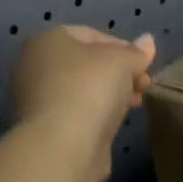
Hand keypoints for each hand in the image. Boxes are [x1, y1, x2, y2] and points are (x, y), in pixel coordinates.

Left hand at [10, 26, 156, 181]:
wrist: (62, 147)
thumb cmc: (90, 89)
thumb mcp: (122, 62)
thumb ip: (136, 52)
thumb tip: (148, 41)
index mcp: (47, 41)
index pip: (90, 35)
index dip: (122, 46)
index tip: (143, 63)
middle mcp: (34, 66)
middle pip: (86, 63)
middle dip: (118, 72)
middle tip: (143, 84)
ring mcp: (35, 99)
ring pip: (82, 88)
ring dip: (111, 93)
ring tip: (135, 103)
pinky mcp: (43, 128)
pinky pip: (76, 111)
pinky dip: (96, 112)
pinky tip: (115, 121)